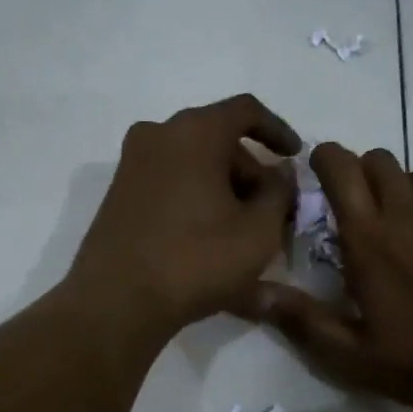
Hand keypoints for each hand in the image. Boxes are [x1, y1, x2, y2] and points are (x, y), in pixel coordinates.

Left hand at [65, 94, 300, 338]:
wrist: (117, 301)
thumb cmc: (196, 260)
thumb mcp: (258, 231)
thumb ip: (280, 193)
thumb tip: (279, 174)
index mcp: (195, 131)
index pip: (246, 111)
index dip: (278, 130)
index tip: (296, 157)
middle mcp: (158, 134)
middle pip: (218, 139)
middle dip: (250, 171)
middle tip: (272, 209)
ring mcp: (132, 164)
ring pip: (192, 162)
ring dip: (223, 187)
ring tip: (244, 229)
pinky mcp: (119, 194)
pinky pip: (170, 182)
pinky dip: (196, 197)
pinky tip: (210, 235)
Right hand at [255, 143, 412, 411]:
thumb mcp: (356, 358)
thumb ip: (303, 321)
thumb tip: (253, 293)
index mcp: (370, 239)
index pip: (340, 166)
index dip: (326, 160)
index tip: (322, 176)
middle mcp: (412, 210)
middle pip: (381, 160)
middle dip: (366, 175)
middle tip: (368, 216)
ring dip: (409, 198)